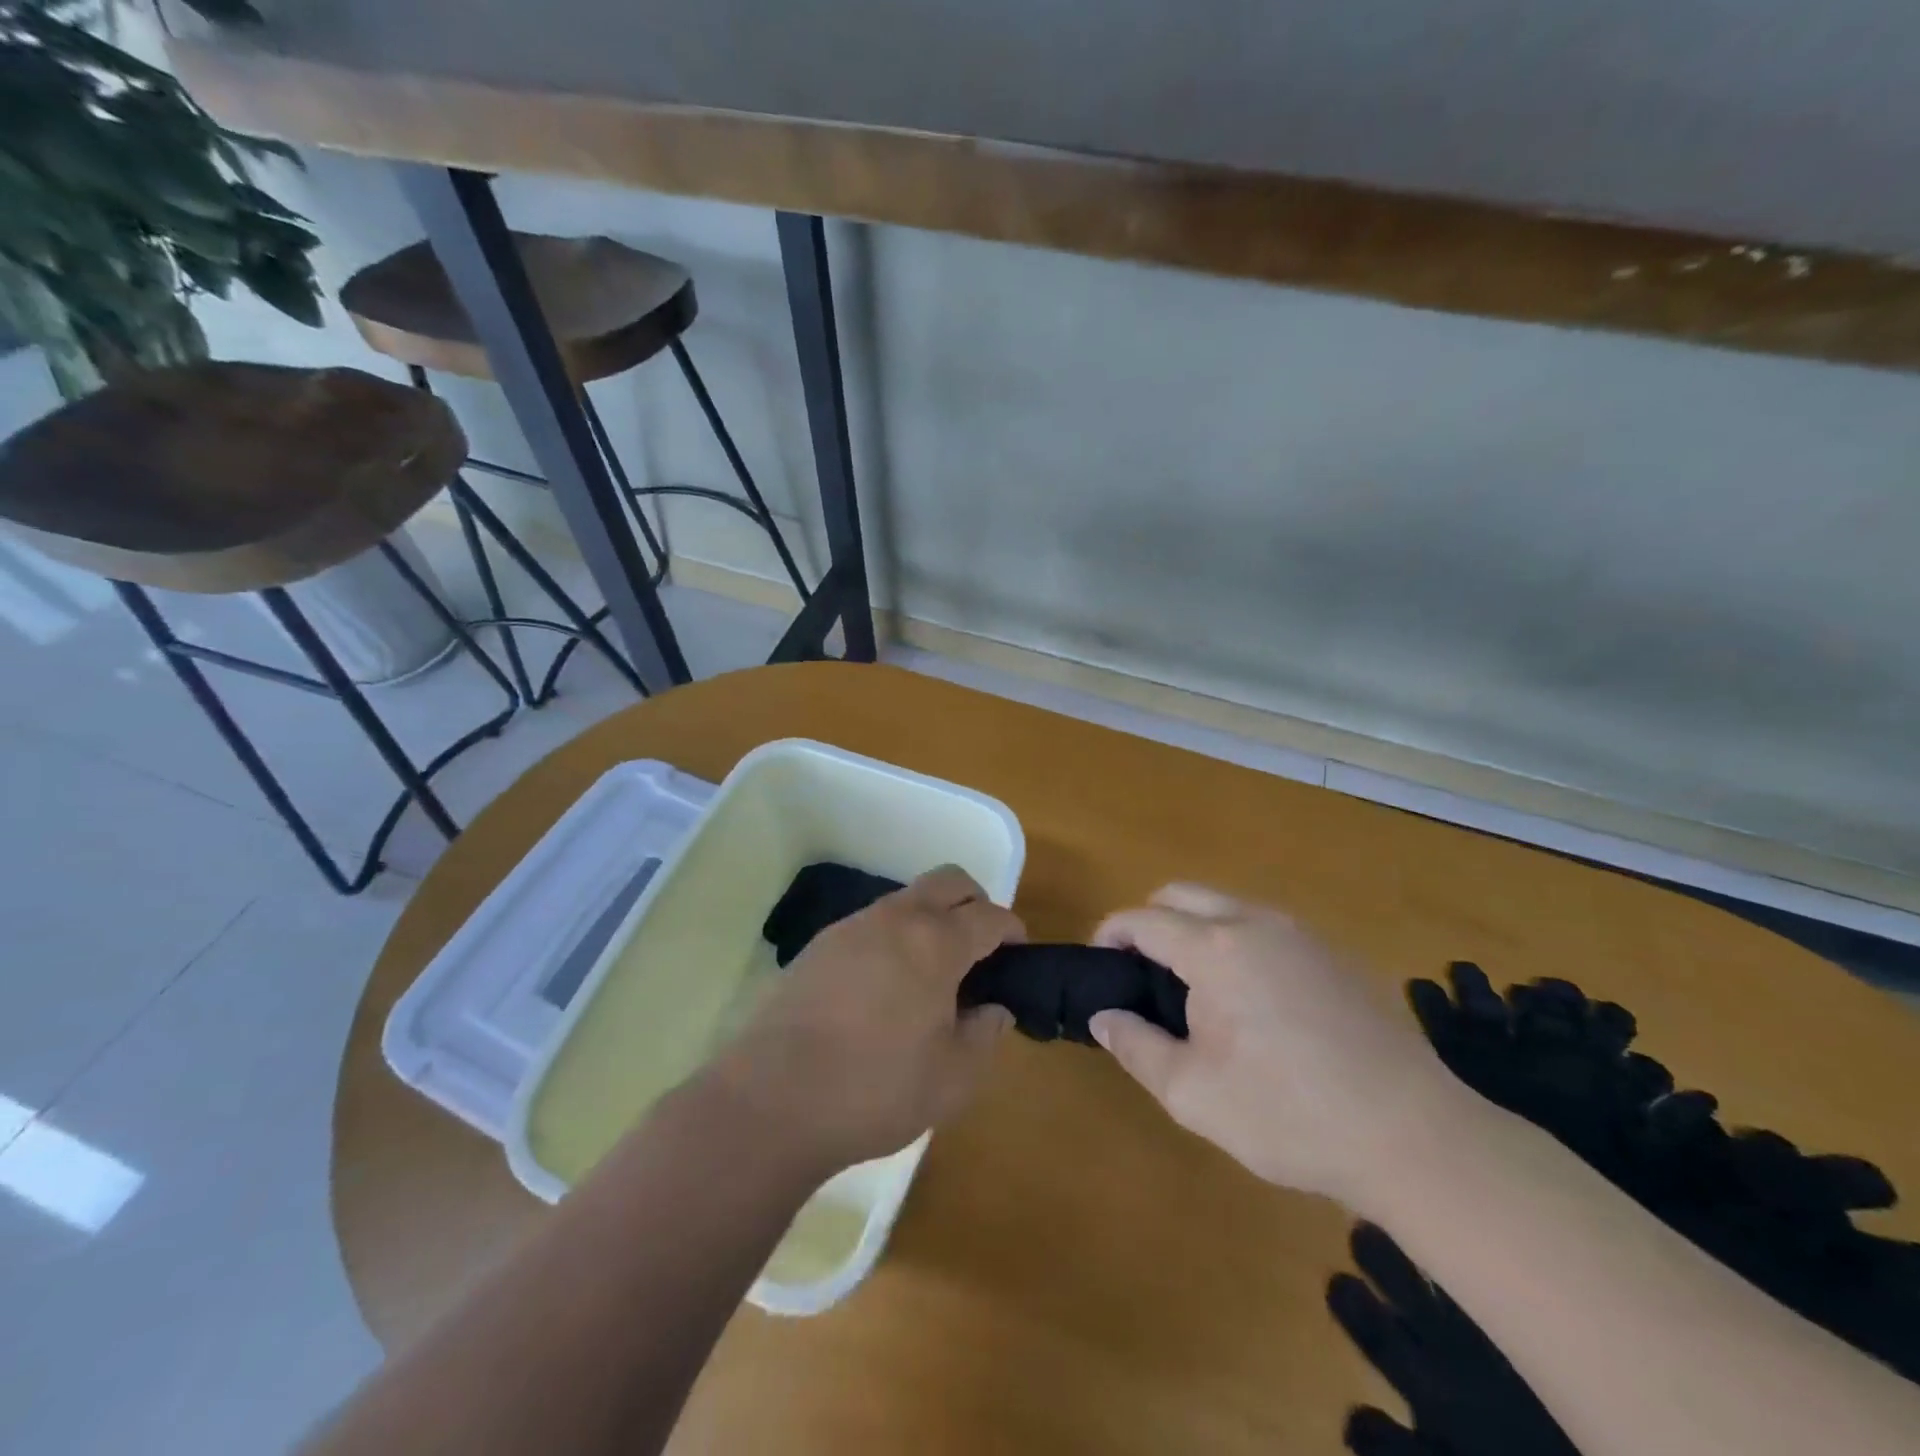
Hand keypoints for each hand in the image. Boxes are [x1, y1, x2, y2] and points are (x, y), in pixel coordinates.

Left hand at [704, 865, 1023, 1176]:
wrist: (773, 1099)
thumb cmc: (876, 1089)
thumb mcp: (953, 1078)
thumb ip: (985, 1035)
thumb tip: (994, 1008)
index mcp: (936, 942)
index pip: (989, 915)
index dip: (1012, 929)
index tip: (1019, 952)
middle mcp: (896, 918)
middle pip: (949, 880)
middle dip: (975, 901)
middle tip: (982, 947)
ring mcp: (853, 926)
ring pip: (908, 898)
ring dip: (932, 917)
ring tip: (933, 971)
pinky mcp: (820, 944)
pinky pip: (873, 922)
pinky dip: (896, 935)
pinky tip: (887, 984)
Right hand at [1091, 884, 1463, 1206]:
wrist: (1414, 1136)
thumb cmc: (1289, 1115)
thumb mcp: (1192, 1094)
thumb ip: (1135, 1046)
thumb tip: (1103, 1015)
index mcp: (1215, 949)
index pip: (1143, 918)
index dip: (1110, 933)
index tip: (1097, 963)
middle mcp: (1255, 923)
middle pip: (1182, 894)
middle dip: (1149, 920)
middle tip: (1140, 972)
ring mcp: (1300, 933)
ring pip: (1226, 906)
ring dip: (1194, 929)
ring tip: (1193, 990)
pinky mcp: (1333, 953)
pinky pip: (1264, 927)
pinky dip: (1236, 942)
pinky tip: (1251, 1001)